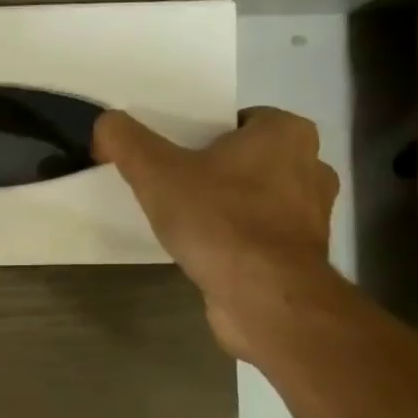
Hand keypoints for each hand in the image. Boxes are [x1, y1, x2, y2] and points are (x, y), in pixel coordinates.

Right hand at [94, 107, 339, 359]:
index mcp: (286, 133)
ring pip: (256, 196)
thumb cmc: (218, 221)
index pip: (238, 119)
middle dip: (213, 169)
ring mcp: (312, 213)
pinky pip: (261, 233)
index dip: (200, 134)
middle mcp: (311, 166)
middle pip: (247, 157)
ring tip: (184, 218)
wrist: (264, 298)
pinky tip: (205, 249)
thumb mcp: (156, 172)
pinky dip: (236, 237)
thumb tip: (104, 123)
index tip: (171, 154)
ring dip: (226, 204)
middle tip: (171, 183)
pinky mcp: (304, 254)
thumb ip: (125, 140)